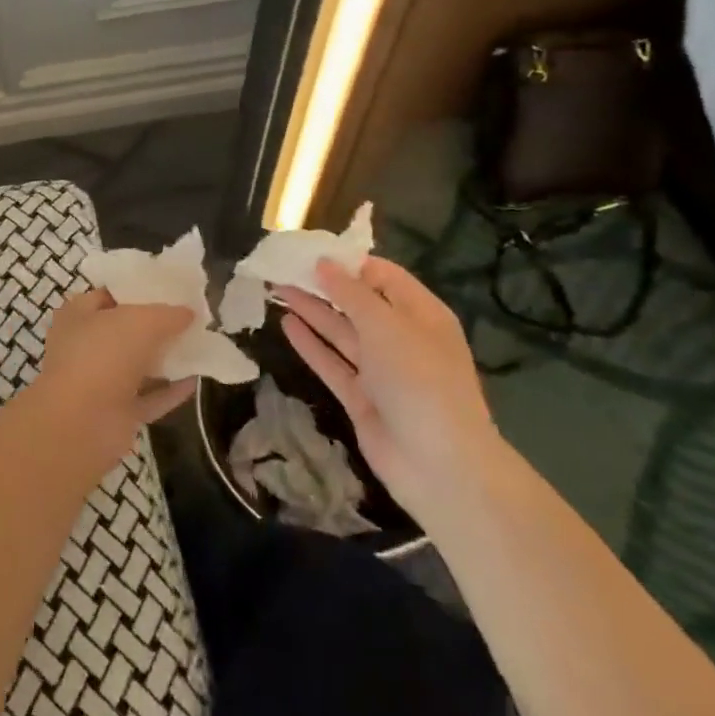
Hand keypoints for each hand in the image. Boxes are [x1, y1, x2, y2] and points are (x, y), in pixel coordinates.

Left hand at [21, 290, 196, 485]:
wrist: (82, 423)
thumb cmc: (103, 355)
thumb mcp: (140, 320)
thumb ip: (167, 314)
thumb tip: (188, 313)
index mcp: (78, 315)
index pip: (110, 295)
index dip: (139, 290)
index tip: (170, 289)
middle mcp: (85, 346)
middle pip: (126, 331)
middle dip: (156, 326)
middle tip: (190, 318)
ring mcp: (99, 382)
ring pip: (138, 366)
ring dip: (166, 359)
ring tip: (199, 346)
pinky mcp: (116, 414)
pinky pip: (148, 398)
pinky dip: (170, 390)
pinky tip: (196, 381)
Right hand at [276, 256, 503, 524]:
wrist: (438, 464)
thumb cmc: (419, 380)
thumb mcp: (386, 325)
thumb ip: (351, 293)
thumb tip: (324, 264)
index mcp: (421, 314)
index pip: (383, 277)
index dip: (349, 263)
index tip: (311, 251)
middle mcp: (402, 338)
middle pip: (358, 303)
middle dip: (323, 285)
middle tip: (284, 267)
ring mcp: (381, 370)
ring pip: (341, 331)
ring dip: (311, 310)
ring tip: (276, 288)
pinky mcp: (362, 397)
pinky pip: (332, 363)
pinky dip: (310, 344)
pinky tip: (286, 323)